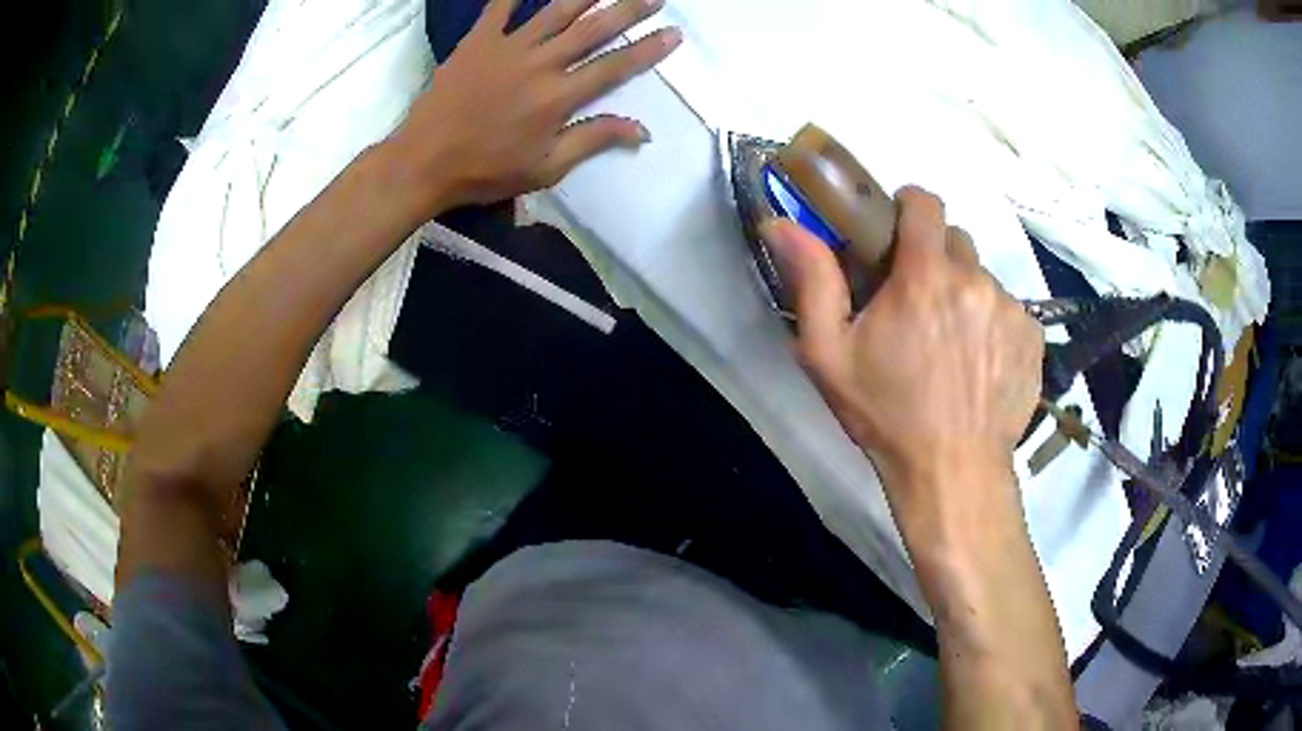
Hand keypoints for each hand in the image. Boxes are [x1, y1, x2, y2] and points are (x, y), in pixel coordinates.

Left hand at [386, 0, 679, 214]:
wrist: (423, 161)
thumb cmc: (485, 171)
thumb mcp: (545, 168)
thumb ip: (592, 141)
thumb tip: (641, 130)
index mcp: (558, 97)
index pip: (614, 67)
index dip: (647, 49)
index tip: (673, 33)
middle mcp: (539, 64)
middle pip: (593, 30)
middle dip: (628, 10)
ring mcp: (507, 48)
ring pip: (555, 12)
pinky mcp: (477, 42)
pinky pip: (498, 8)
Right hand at [762, 187, 1043, 540]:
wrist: (953, 472)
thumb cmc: (888, 415)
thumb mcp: (829, 355)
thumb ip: (812, 281)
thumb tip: (780, 223)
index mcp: (925, 275)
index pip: (926, 203)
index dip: (910, 206)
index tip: (898, 227)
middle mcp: (975, 280)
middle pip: (956, 241)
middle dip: (935, 258)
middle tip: (918, 302)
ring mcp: (1011, 309)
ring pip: (983, 277)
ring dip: (964, 294)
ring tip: (951, 343)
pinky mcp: (1033, 337)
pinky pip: (1010, 310)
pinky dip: (993, 323)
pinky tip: (979, 364)